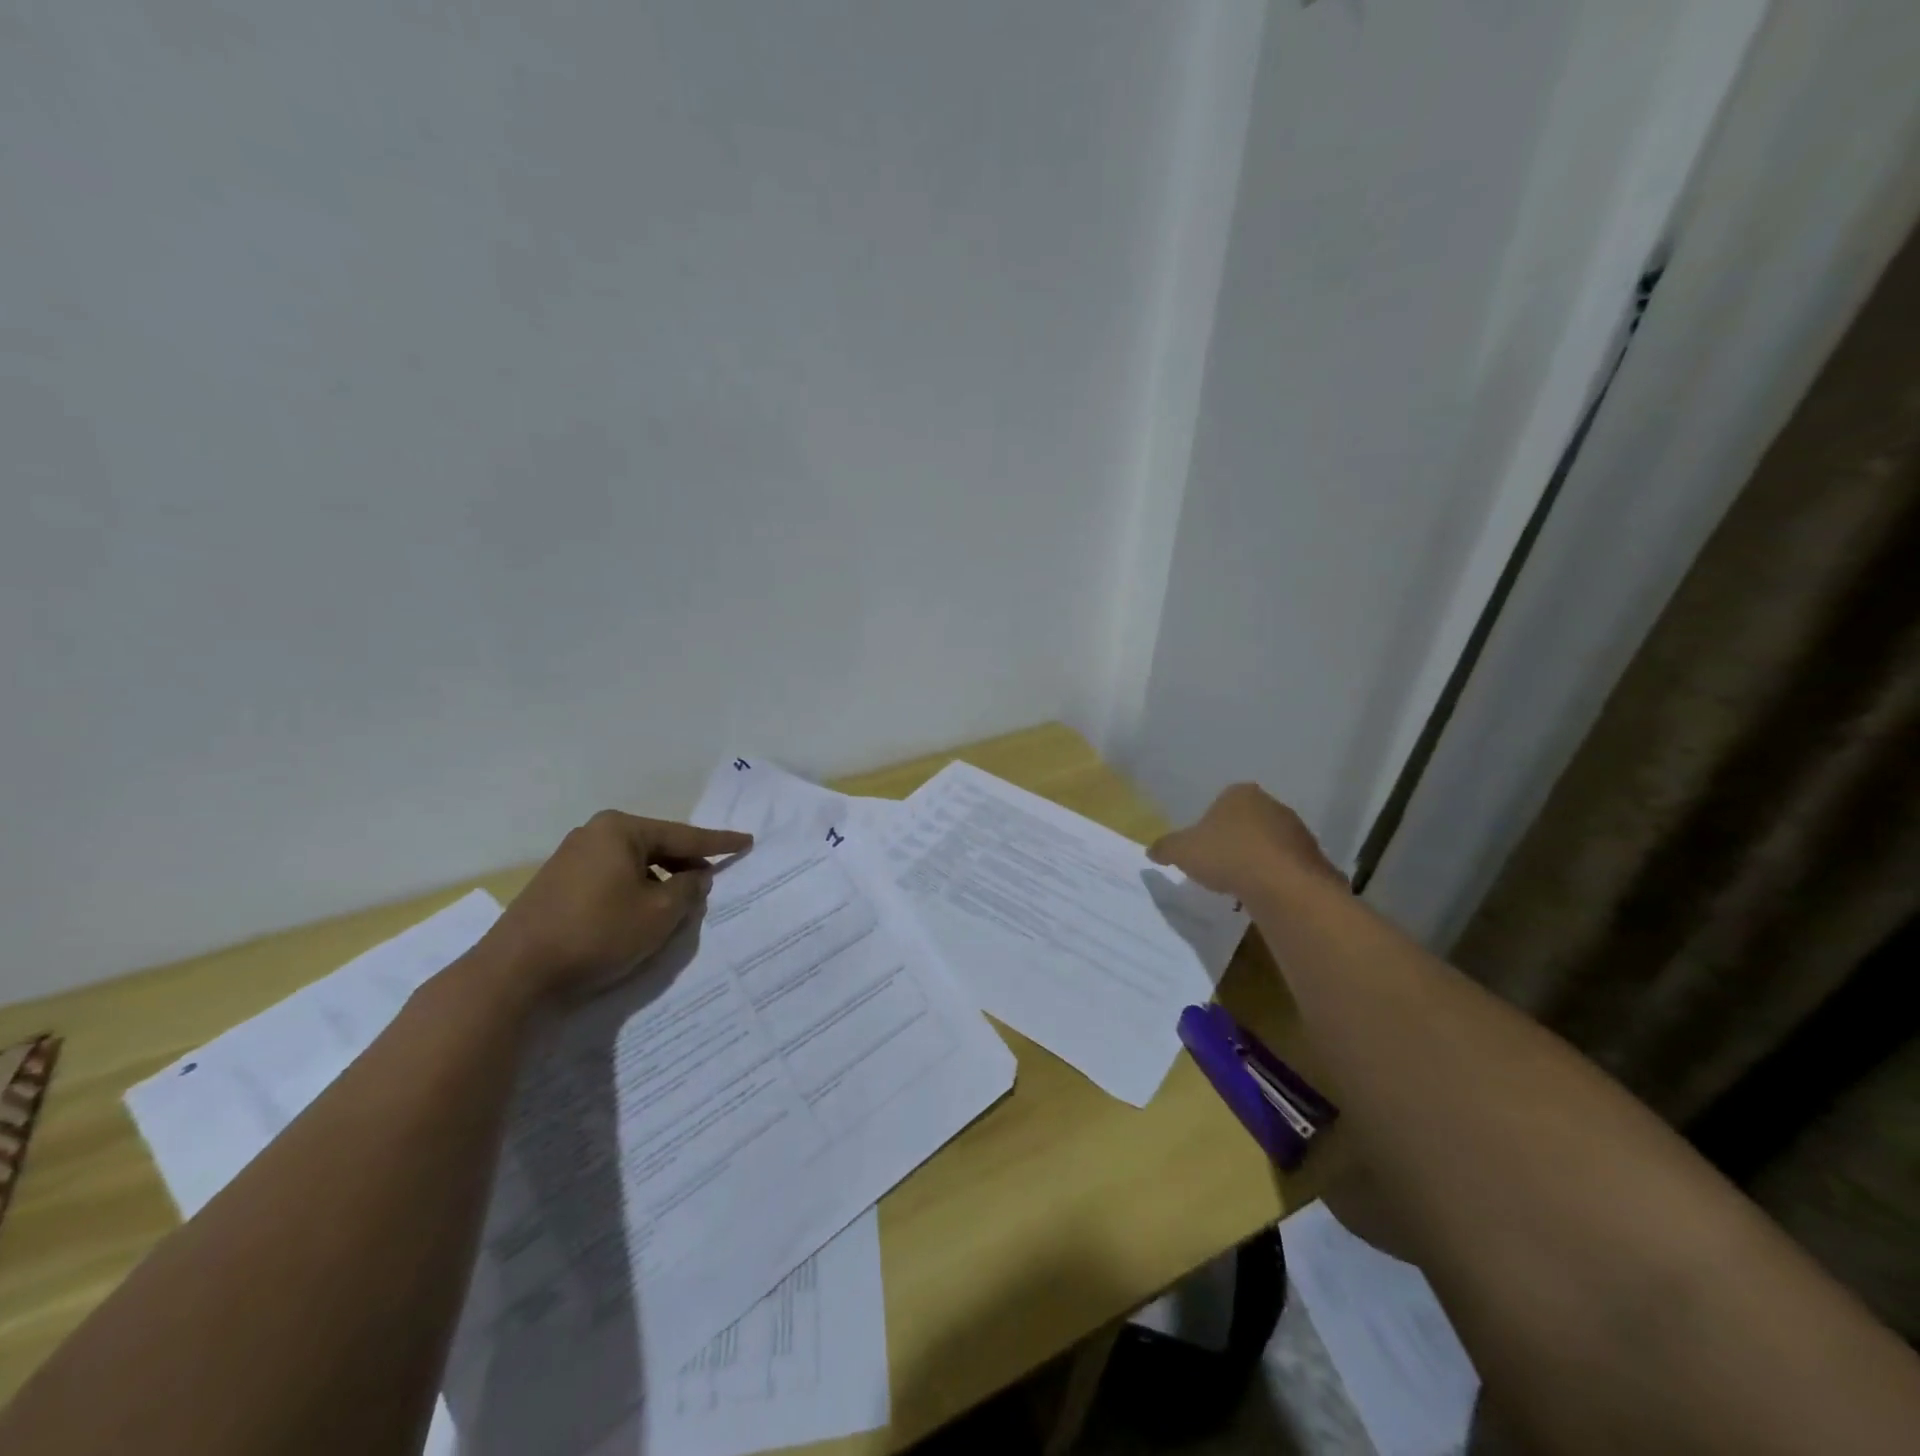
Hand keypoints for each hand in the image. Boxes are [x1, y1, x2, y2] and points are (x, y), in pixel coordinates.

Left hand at [481, 811, 752, 1002]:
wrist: (514, 974)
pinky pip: (611, 879)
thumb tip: (695, 876)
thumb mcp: (659, 913)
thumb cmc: (597, 934)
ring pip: (632, 865)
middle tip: (711, 880)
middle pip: (656, 847)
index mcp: (620, 830)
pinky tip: (640, 915)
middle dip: (685, 864)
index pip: (684, 836)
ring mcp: (570, 859)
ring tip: (678, 904)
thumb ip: (688, 888)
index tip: (746, 842)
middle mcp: (593, 834)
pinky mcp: (556, 886)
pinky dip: (633, 892)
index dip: (719, 844)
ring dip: (659, 882)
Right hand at [1147, 783, 1342, 903]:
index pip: (1220, 803)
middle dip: (1233, 841)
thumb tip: (1151, 851)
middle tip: (1218, 866)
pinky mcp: (1312, 857)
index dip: (1208, 826)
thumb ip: (1165, 848)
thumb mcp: (1182, 851)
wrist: (1283, 885)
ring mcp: (1296, 830)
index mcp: (1240, 794)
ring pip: (1267, 843)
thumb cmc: (1227, 855)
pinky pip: (1285, 865)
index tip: (1201, 848)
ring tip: (1240, 885)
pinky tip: (1262, 893)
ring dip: (1255, 859)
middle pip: (1246, 822)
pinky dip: (1274, 876)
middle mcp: (1271, 804)